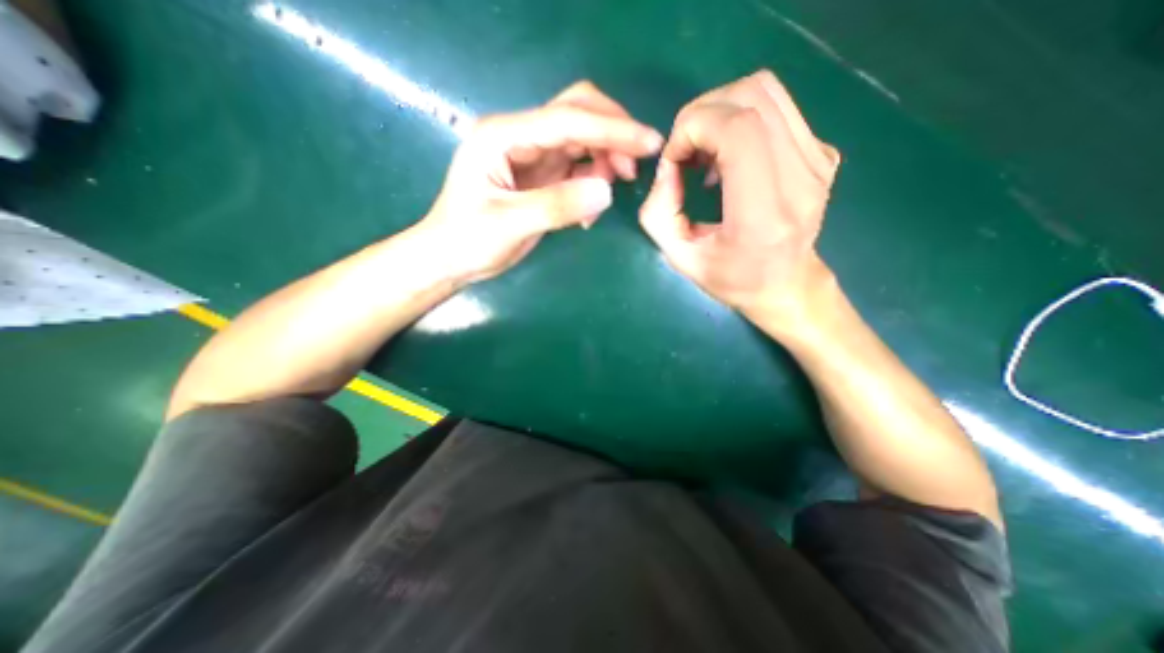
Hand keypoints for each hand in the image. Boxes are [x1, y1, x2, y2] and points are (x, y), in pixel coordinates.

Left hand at [416, 79, 663, 282]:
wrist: (450, 259)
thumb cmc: (467, 240)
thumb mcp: (509, 224)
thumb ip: (556, 206)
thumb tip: (607, 191)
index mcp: (503, 136)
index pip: (567, 120)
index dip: (612, 129)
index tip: (650, 143)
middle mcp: (520, 137)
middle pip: (577, 114)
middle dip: (612, 135)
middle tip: (634, 168)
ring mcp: (532, 156)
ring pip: (582, 141)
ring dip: (604, 162)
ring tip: (605, 197)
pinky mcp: (541, 176)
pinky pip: (578, 169)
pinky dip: (592, 184)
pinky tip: (587, 212)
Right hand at [641, 70, 841, 336]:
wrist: (786, 284)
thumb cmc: (732, 279)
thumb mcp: (681, 258)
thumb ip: (659, 213)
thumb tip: (667, 166)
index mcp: (763, 216)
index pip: (737, 131)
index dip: (694, 127)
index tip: (674, 158)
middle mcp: (800, 180)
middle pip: (751, 98)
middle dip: (701, 115)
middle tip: (685, 153)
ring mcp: (818, 161)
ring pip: (765, 91)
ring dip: (720, 112)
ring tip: (705, 152)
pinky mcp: (822, 153)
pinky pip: (776, 108)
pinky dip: (740, 119)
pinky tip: (729, 157)